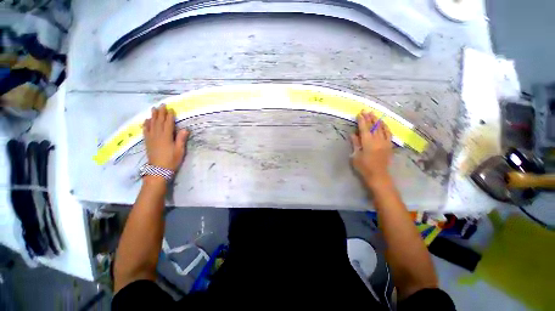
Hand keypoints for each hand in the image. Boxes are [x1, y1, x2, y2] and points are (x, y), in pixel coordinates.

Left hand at [143, 105, 188, 171]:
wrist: (158, 170)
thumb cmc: (172, 160)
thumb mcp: (180, 150)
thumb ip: (181, 139)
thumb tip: (185, 129)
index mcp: (166, 136)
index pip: (168, 123)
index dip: (169, 116)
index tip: (171, 109)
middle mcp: (157, 135)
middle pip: (159, 121)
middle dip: (161, 113)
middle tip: (162, 105)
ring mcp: (151, 138)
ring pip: (151, 124)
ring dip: (153, 116)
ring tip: (153, 109)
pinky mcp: (147, 142)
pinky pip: (145, 130)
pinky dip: (146, 124)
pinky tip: (146, 120)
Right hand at [350, 111, 392, 186]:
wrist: (378, 175)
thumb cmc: (363, 167)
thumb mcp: (356, 155)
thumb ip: (355, 143)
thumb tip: (353, 133)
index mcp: (368, 142)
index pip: (364, 128)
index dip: (362, 120)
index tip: (359, 113)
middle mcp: (377, 140)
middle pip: (373, 126)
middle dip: (369, 118)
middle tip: (366, 110)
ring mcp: (385, 142)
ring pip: (382, 128)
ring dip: (377, 120)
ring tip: (374, 114)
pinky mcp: (389, 145)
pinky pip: (388, 133)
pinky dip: (385, 127)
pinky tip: (383, 124)